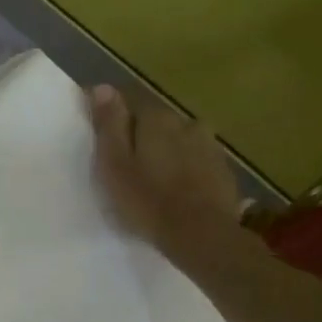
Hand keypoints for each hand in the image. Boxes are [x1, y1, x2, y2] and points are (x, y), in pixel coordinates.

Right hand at [87, 84, 245, 264]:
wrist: (201, 234)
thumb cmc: (147, 200)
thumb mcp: (114, 164)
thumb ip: (109, 125)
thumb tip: (102, 87)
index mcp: (156, 119)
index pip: (130, 102)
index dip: (114, 115)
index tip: (100, 133)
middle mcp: (186, 122)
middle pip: (157, 120)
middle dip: (141, 133)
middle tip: (124, 161)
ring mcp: (209, 145)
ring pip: (179, 138)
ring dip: (166, 149)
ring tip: (152, 175)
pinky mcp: (222, 168)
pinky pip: (196, 158)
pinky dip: (184, 166)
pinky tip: (176, 187)